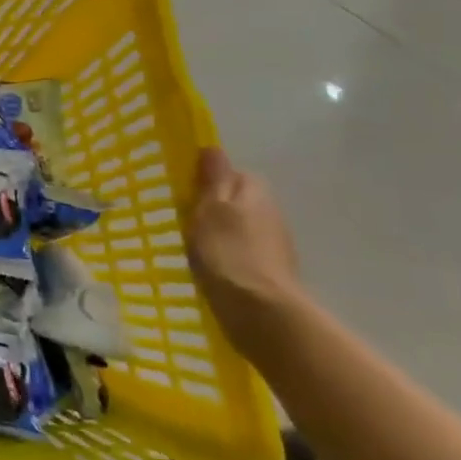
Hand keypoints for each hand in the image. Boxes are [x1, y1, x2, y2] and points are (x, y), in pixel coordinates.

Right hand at [188, 148, 305, 360]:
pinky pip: (245, 254)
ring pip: (242, 228)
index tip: (186, 193)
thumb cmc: (227, 251)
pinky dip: (230, 258)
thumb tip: (212, 147)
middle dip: (217, 208)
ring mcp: (275, 245)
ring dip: (223, 234)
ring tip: (195, 248)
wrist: (261, 312)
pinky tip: (213, 271)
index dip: (209, 181)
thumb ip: (212, 178)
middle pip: (239, 201)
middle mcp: (271, 213)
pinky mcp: (272, 272)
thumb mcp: (209, 208)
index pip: (232, 174)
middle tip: (186, 221)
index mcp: (254, 191)